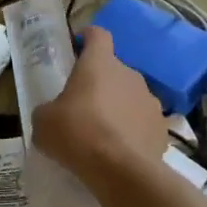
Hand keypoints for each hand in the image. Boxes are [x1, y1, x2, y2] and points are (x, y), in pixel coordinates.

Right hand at [33, 26, 165, 181]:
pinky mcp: (162, 128)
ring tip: (104, 132)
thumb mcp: (43, 122)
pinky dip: (133, 130)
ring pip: (130, 95)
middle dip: (100, 82)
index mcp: (99, 63)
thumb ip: (47, 110)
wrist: (122, 172)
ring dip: (119, 106)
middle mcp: (129, 73)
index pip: (98, 35)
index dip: (87, 38)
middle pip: (113, 69)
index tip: (77, 48)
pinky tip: (121, 150)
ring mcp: (150, 100)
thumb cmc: (78, 134)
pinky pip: (144, 122)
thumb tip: (51, 114)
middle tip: (83, 105)